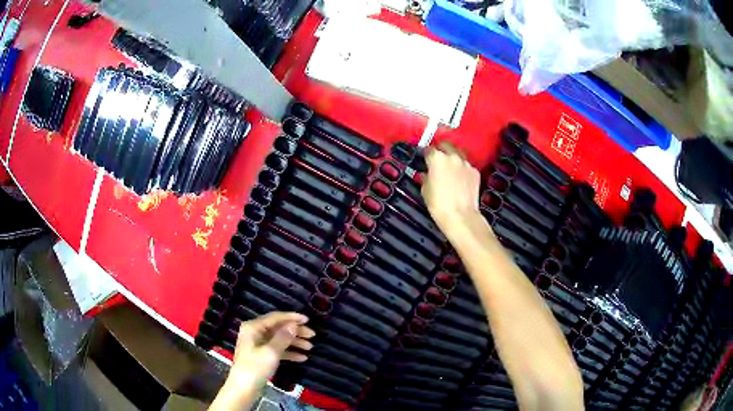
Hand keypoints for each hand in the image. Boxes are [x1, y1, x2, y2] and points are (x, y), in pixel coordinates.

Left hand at [230, 312, 313, 384]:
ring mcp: (258, 344)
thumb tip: (294, 325)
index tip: (308, 320)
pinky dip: (289, 352)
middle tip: (312, 335)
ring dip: (294, 342)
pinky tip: (302, 358)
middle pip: (278, 328)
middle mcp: (255, 332)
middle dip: (295, 331)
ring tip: (310, 347)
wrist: (244, 388)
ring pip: (279, 339)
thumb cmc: (255, 367)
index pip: (275, 317)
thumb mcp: (271, 352)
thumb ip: (283, 337)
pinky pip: (278, 349)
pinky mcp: (262, 355)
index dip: (292, 317)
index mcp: (253, 327)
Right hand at [422, 142, 482, 232]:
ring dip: (453, 158)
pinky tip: (460, 180)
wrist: (460, 216)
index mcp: (437, 158)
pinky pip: (467, 166)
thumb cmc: (439, 204)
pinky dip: (463, 170)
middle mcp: (452, 156)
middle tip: (437, 159)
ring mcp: (466, 163)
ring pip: (458, 154)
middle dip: (441, 150)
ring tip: (450, 168)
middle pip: (446, 145)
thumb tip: (426, 174)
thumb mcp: (425, 190)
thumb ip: (425, 177)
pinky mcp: (475, 172)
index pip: (429, 149)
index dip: (426, 154)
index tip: (425, 159)